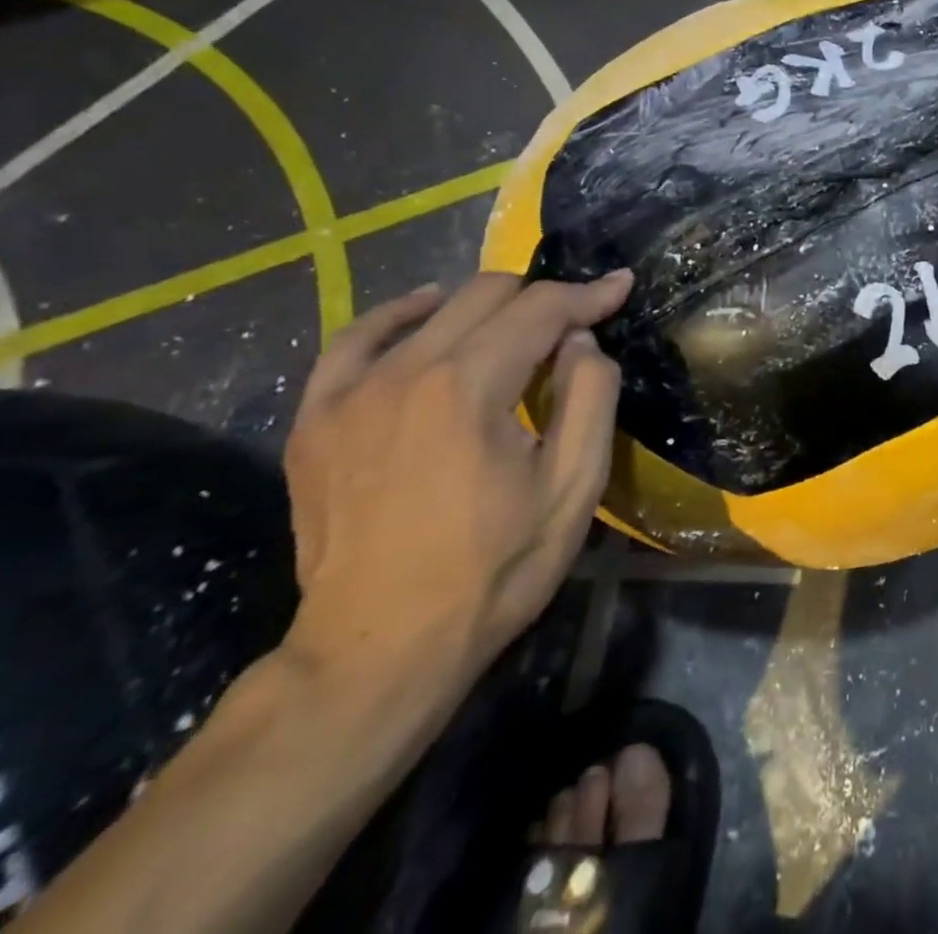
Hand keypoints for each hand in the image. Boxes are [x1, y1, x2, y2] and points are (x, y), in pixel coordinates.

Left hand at [281, 271, 632, 693]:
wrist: (378, 650)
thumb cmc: (494, 568)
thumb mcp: (573, 485)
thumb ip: (589, 396)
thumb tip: (580, 340)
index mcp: (467, 387)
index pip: (540, 309)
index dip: (588, 294)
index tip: (621, 287)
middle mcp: (402, 372)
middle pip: (484, 295)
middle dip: (542, 297)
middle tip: (577, 321)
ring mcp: (347, 393)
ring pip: (428, 309)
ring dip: (484, 305)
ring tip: (517, 323)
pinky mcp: (316, 420)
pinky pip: (357, 340)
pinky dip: (401, 317)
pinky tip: (426, 315)